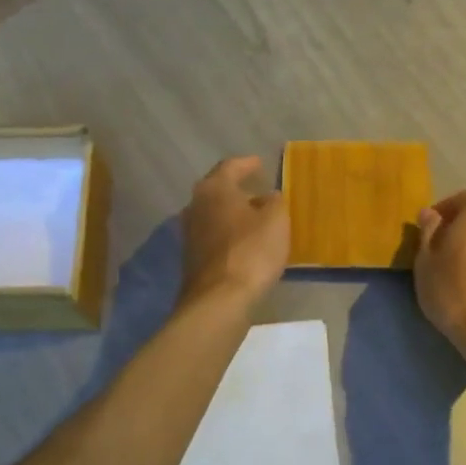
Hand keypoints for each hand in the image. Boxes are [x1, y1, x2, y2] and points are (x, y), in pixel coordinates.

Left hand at [179, 156, 289, 310]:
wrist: (219, 300)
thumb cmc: (251, 251)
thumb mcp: (275, 220)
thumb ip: (274, 202)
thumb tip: (268, 197)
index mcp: (214, 189)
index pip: (230, 167)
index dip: (247, 164)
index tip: (259, 164)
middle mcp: (195, 205)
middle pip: (218, 190)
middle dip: (238, 190)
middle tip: (258, 191)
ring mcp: (190, 233)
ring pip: (214, 214)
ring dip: (233, 214)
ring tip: (255, 218)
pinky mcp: (191, 258)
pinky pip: (213, 237)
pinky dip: (228, 234)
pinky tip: (244, 243)